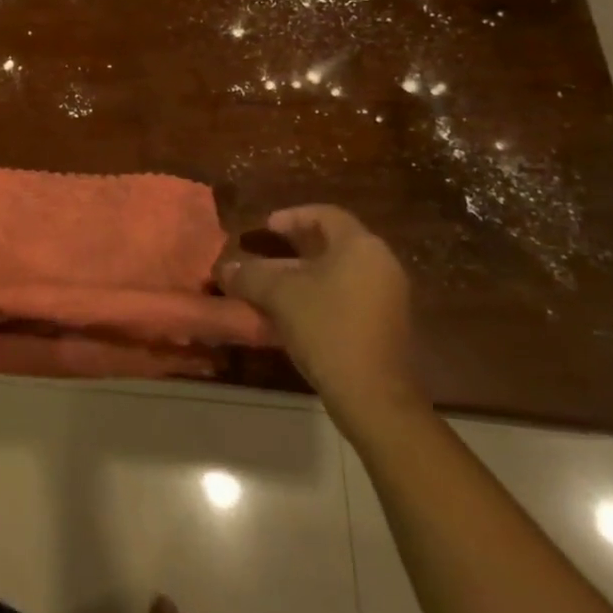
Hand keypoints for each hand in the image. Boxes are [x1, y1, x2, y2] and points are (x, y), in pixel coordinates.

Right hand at [219, 204, 424, 433]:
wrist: (374, 397)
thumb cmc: (327, 329)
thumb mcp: (279, 296)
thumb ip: (250, 275)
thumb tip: (225, 268)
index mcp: (360, 247)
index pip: (325, 215)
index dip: (292, 216)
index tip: (266, 227)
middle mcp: (380, 265)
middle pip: (332, 245)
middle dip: (293, 249)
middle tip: (264, 254)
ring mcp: (387, 297)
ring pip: (337, 274)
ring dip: (302, 277)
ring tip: (269, 288)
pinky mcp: (384, 326)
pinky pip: (346, 297)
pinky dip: (318, 297)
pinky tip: (289, 315)